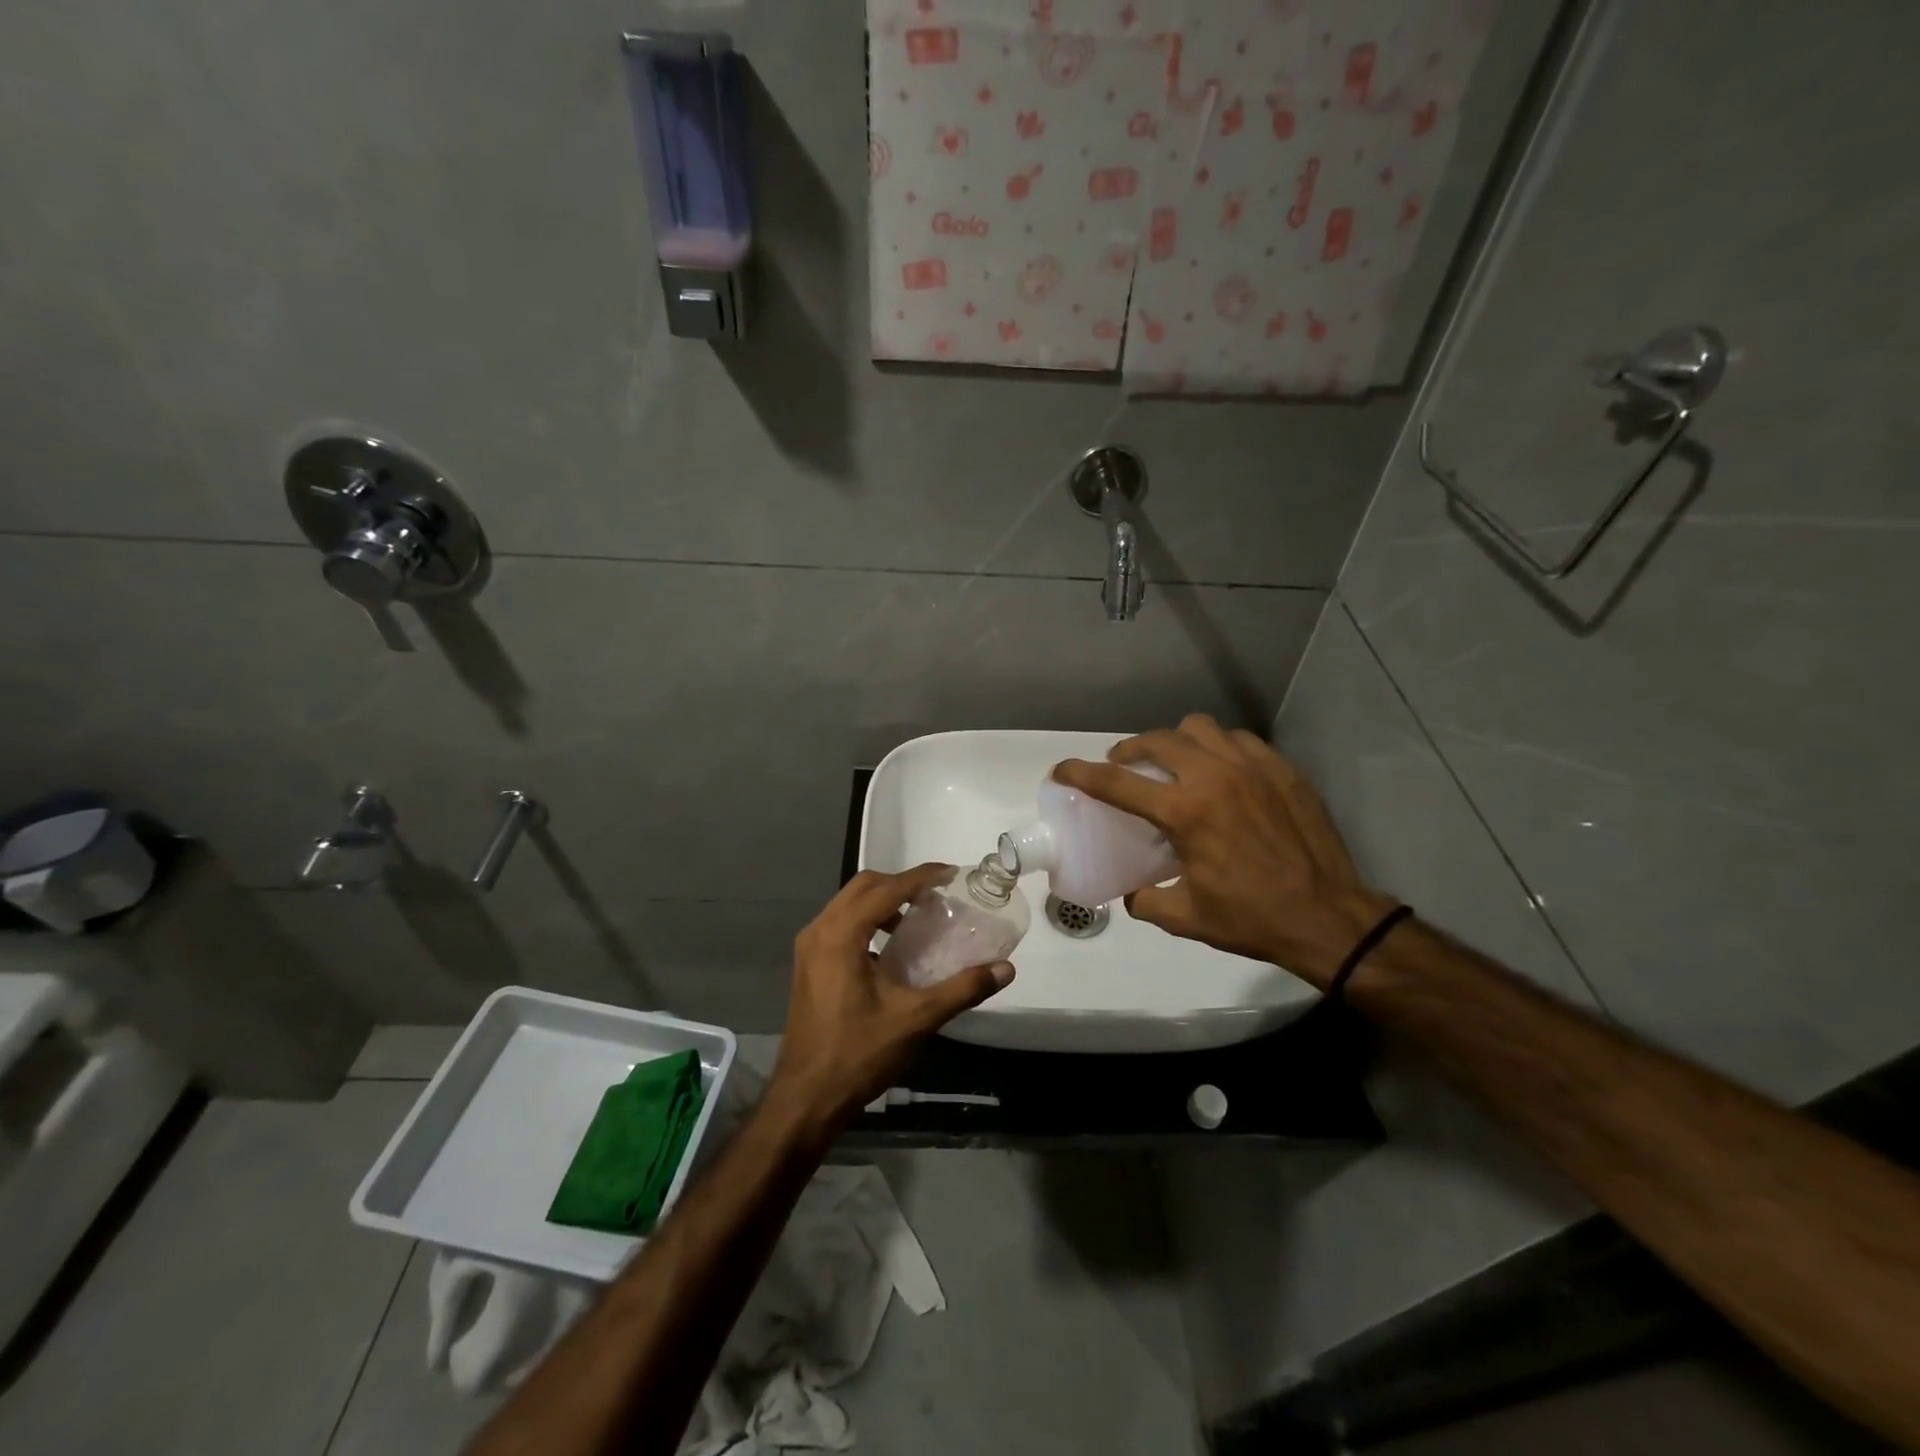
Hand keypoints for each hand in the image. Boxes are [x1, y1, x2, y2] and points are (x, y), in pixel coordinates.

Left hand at [768, 865, 1014, 1135]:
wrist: (806, 1098)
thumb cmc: (858, 1054)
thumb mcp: (915, 1020)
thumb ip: (961, 989)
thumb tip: (1004, 968)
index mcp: (841, 935)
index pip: (886, 888)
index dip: (922, 876)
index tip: (952, 873)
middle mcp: (819, 931)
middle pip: (863, 886)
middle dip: (901, 883)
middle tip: (936, 895)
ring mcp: (808, 948)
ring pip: (848, 903)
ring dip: (882, 900)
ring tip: (917, 918)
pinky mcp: (807, 965)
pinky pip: (839, 924)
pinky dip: (867, 920)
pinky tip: (890, 948)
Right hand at [1052, 714, 1395, 988]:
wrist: (1329, 917)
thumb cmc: (1252, 918)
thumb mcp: (1186, 918)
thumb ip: (1146, 900)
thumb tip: (1130, 892)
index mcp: (1185, 812)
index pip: (1117, 783)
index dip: (1081, 773)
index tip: (1061, 770)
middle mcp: (1214, 777)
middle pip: (1157, 740)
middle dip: (1129, 750)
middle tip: (1123, 766)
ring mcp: (1253, 767)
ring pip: (1200, 728)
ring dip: (1175, 740)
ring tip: (1173, 762)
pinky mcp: (1282, 769)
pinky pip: (1239, 740)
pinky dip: (1218, 748)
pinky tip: (1221, 771)